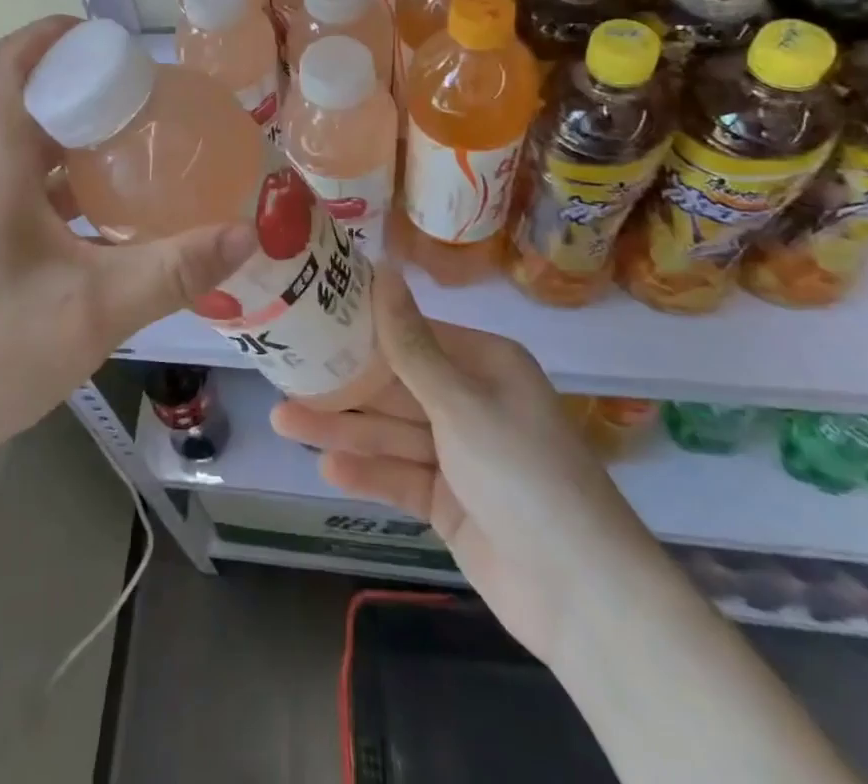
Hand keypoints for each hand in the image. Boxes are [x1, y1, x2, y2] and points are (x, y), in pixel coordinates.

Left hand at [0, 16, 257, 472]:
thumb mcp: (93, 311)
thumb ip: (172, 271)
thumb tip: (245, 233)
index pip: (5, 72)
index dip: (44, 35)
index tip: (100, 34)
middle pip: (28, 107)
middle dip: (83, 88)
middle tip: (147, 95)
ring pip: (34, 155)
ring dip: (82, 140)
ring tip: (144, 146)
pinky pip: (36, 197)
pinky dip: (76, 189)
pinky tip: (118, 217)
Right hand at [272, 266, 669, 661]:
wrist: (585, 599)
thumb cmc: (523, 475)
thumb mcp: (461, 402)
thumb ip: (410, 343)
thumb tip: (383, 268)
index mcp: (485, 365)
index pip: (412, 334)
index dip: (361, 328)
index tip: (308, 317)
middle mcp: (472, 402)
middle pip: (395, 386)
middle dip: (342, 385)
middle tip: (282, 373)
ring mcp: (460, 456)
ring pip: (391, 432)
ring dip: (342, 429)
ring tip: (283, 421)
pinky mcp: (450, 502)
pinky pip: (400, 476)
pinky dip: (368, 472)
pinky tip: (326, 467)